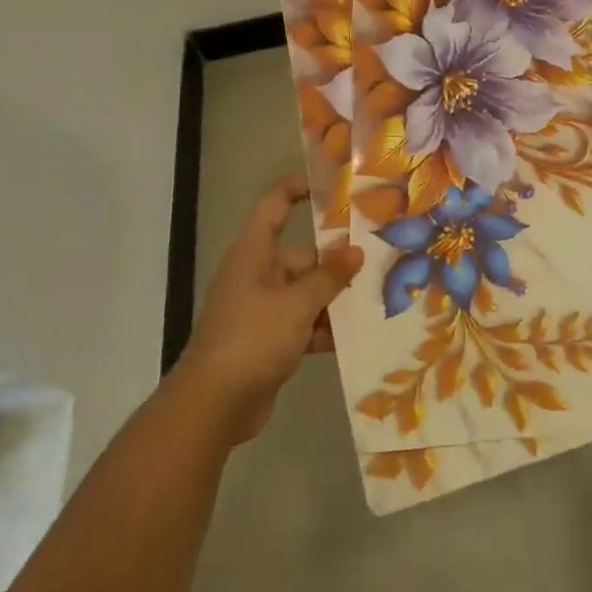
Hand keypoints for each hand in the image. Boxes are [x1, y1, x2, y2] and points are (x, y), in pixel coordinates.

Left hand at [174, 174, 361, 445]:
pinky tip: (357, 334)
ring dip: (335, 298)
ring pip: (307, 291)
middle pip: (302, 254)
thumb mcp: (297, 303)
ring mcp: (262, 308)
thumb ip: (329, 276)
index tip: (336, 184)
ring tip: (378, 297)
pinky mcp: (269, 339)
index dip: (301, 187)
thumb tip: (356, 251)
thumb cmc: (252, 339)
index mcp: (254, 253)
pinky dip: (325, 327)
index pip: (276, 204)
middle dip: (337, 260)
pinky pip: (304, 321)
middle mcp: (257, 273)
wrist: (212, 407)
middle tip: (380, 258)